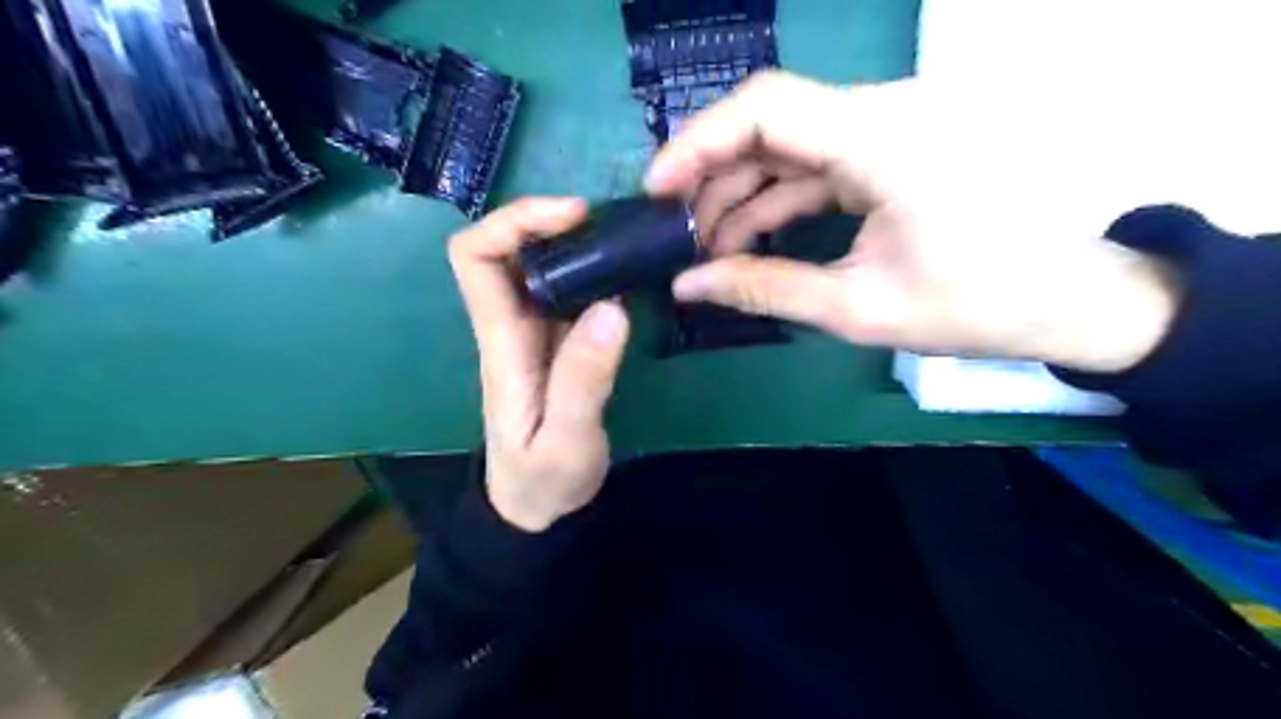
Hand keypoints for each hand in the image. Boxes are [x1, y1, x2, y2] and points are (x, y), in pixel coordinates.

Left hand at [451, 196, 628, 532]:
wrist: (534, 507)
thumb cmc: (542, 480)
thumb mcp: (566, 441)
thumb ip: (584, 380)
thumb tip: (610, 307)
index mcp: (502, 342)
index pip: (475, 257)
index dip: (515, 221)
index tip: (574, 218)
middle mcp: (510, 325)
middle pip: (504, 247)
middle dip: (547, 219)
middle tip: (608, 222)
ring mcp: (533, 332)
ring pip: (536, 263)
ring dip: (573, 240)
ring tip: (624, 238)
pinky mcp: (556, 342)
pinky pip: (566, 288)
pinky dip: (590, 267)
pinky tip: (624, 271)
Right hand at [647, 71, 1173, 372]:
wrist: (1063, 298)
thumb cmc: (975, 306)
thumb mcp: (859, 308)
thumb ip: (764, 289)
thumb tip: (687, 286)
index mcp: (885, 141)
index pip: (767, 107)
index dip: (698, 142)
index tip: (656, 191)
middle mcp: (884, 113)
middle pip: (769, 120)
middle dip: (711, 174)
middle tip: (675, 230)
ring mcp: (888, 128)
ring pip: (786, 142)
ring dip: (740, 191)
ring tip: (707, 248)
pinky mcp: (888, 149)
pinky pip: (813, 161)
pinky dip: (774, 198)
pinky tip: (748, 238)